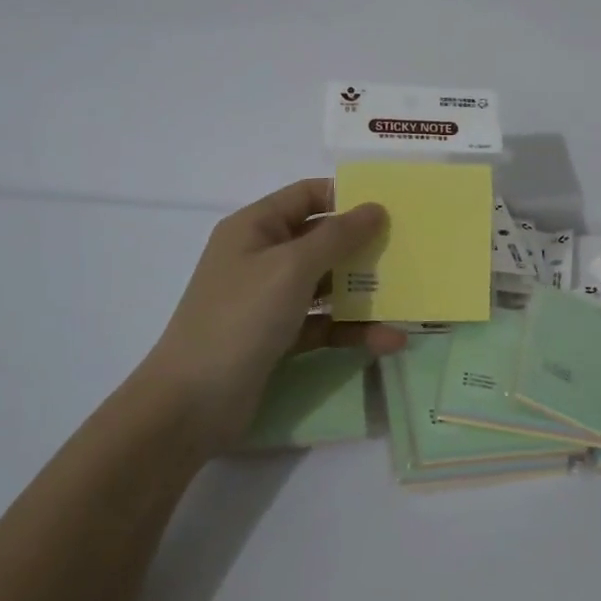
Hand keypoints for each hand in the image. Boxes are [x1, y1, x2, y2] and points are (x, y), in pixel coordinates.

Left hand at [133, 179, 407, 452]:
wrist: (192, 404)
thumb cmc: (240, 317)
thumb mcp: (291, 267)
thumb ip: (337, 236)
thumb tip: (376, 208)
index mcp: (255, 227)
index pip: (306, 196)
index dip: (346, 196)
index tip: (391, 206)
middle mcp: (262, 257)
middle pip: (322, 240)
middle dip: (364, 246)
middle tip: (409, 251)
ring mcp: (270, 300)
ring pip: (327, 284)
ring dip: (365, 292)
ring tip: (409, 299)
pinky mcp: (280, 337)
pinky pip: (325, 323)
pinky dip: (353, 329)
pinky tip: (390, 340)